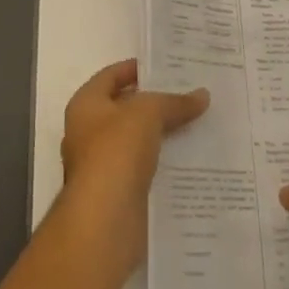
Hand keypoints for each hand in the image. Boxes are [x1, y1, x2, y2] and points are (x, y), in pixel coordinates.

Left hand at [58, 59, 208, 274]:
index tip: (168, 67)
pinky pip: (145, 170)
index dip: (137, 68)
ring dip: (163, 135)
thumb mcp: (148, 113)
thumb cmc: (116, 152)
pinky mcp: (119, 194)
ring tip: (198, 123)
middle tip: (190, 94)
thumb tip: (202, 95)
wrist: (104, 222)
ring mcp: (103, 166)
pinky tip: (191, 159)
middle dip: (156, 103)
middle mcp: (89, 132)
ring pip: (138, 141)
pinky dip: (164, 164)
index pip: (111, 75)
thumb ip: (174, 102)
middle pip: (126, 109)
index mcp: (86, 105)